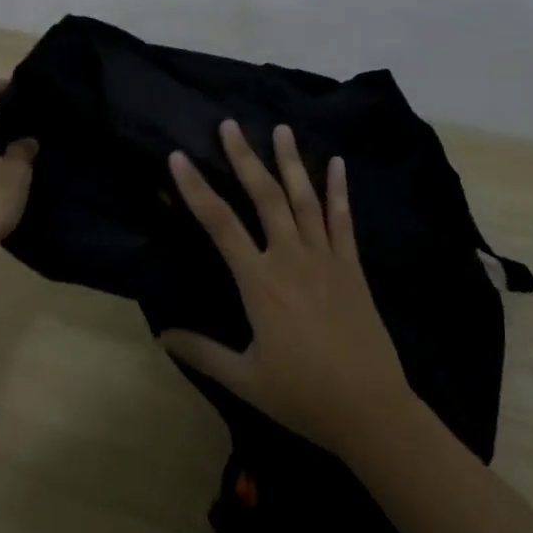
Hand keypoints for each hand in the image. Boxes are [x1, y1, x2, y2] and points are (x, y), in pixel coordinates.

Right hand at [160, 120, 414, 457]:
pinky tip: (337, 162)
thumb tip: (162, 335)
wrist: (370, 408)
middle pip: (264, 196)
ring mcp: (325, 257)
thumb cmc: (303, 395)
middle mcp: (290, 258)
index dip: (196, 189)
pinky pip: (343, 219)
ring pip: (304, 198)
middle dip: (245, 158)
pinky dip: (339, 189)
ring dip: (290, 162)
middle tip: (230, 124)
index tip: (179, 158)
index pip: (220, 224)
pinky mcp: (352, 265)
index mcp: (260, 283)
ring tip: (280, 129)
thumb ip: (203, 352)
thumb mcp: (245, 379)